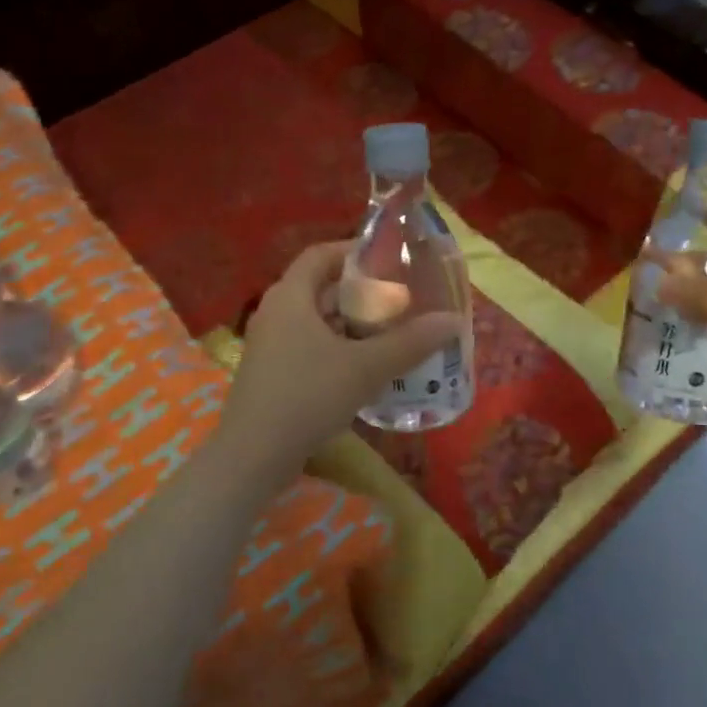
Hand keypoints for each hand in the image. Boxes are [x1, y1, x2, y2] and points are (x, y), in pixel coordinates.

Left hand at [219, 242, 460, 474]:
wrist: (254, 455)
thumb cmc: (308, 395)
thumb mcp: (366, 367)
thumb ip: (410, 342)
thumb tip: (452, 320)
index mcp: (291, 296)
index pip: (321, 254)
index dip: (354, 252)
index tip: (389, 261)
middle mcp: (276, 313)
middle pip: (321, 288)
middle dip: (361, 293)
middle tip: (400, 301)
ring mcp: (270, 345)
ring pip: (316, 322)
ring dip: (351, 325)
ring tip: (390, 333)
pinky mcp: (272, 373)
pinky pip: (309, 347)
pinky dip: (337, 349)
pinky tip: (365, 369)